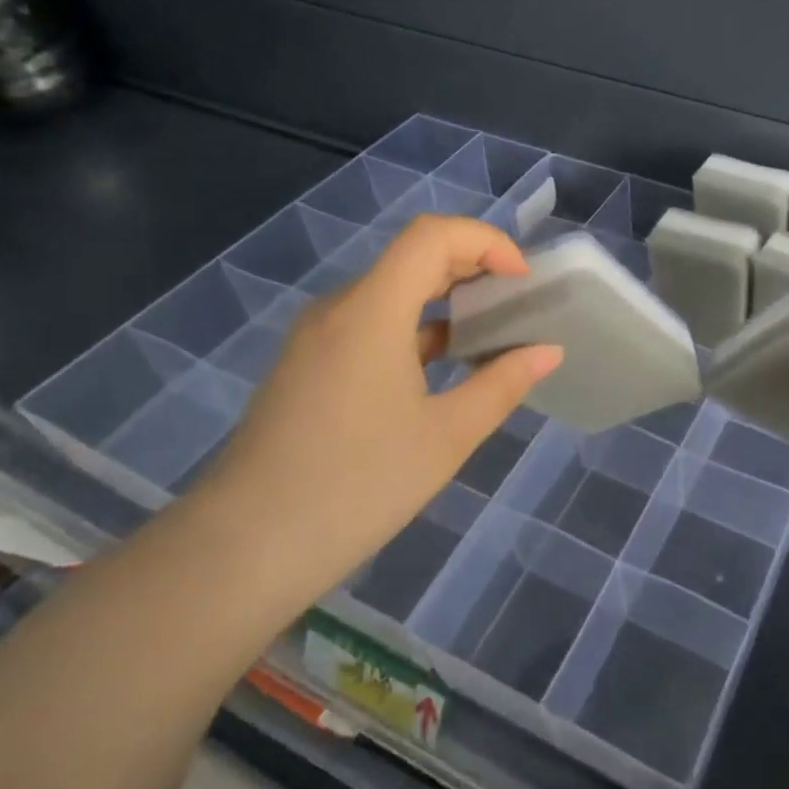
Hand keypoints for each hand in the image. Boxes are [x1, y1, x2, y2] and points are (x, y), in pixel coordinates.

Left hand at [187, 215, 562, 602]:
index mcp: (372, 311)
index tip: (522, 281)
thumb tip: (548, 352)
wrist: (240, 552)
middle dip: (474, 266)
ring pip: (392, 290)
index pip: (432, 235)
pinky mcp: (308, 365)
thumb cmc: (355, 487)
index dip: (486, 242)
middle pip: (413, 256)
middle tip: (518, 302)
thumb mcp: (447, 437)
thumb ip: (503, 384)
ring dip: (446, 298)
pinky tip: (444, 365)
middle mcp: (340, 308)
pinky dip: (417, 327)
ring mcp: (318, 337)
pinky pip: (371, 322)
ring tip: (491, 331)